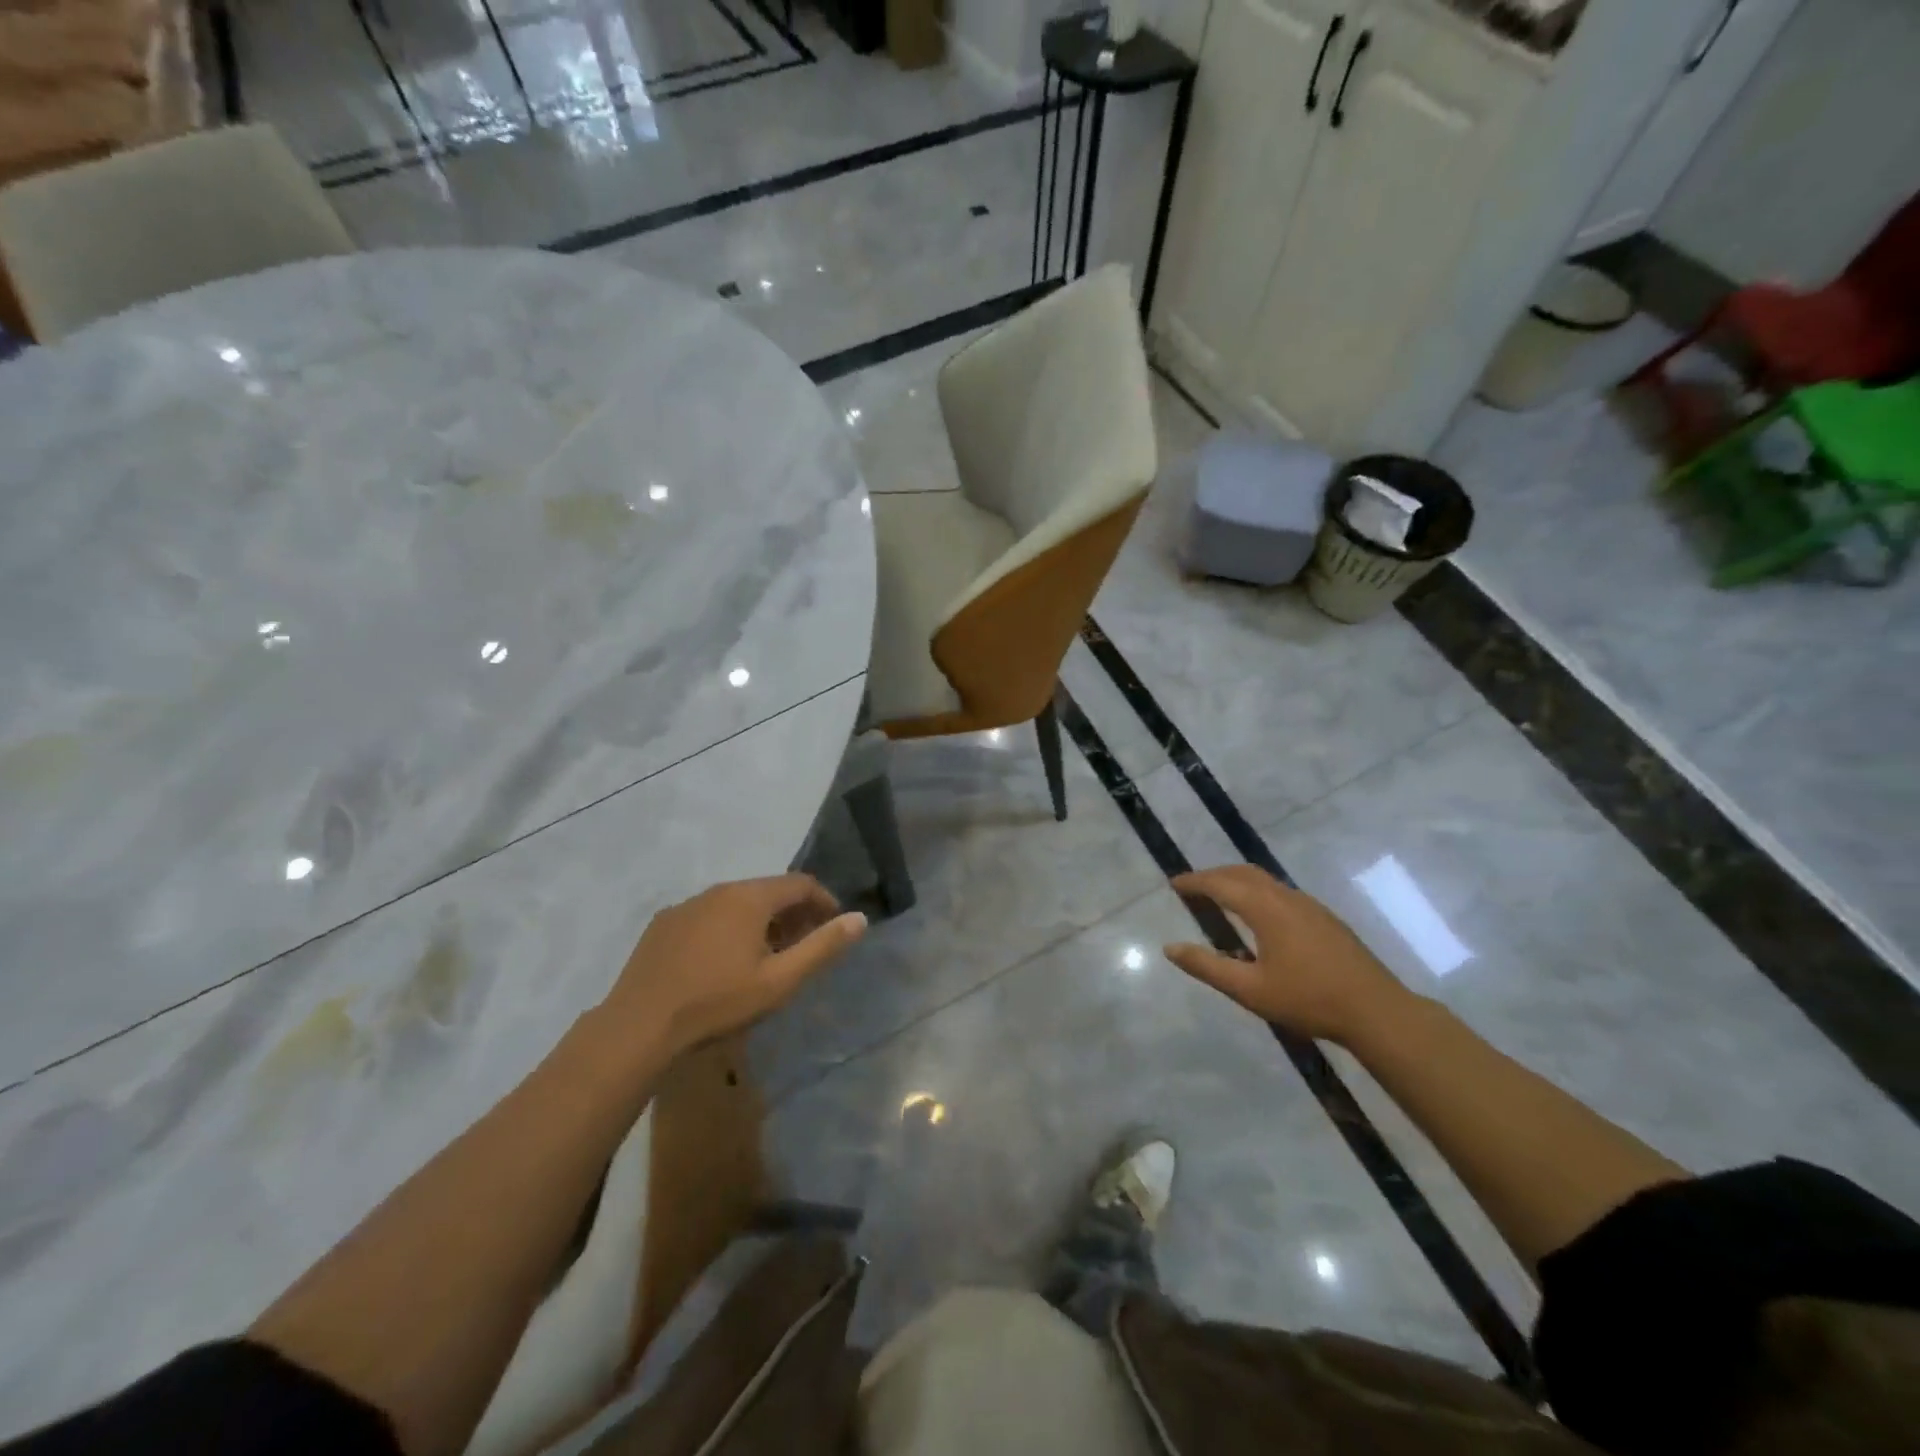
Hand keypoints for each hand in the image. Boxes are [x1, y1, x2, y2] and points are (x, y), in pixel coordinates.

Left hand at [605, 874, 866, 1058]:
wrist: (638, 1027)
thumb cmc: (718, 1002)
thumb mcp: (780, 980)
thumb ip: (823, 947)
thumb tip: (859, 919)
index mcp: (750, 897)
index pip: (801, 883)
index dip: (824, 901)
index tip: (834, 927)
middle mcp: (718, 890)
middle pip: (768, 890)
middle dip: (793, 912)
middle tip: (804, 945)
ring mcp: (686, 905)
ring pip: (736, 902)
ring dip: (760, 921)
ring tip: (767, 956)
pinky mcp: (662, 924)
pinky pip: (708, 916)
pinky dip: (727, 928)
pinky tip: (722, 962)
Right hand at [1164, 865, 1414, 1045]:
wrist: (1377, 1011)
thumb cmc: (1308, 999)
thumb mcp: (1250, 990)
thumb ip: (1207, 967)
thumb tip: (1170, 948)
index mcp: (1266, 909)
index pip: (1221, 883)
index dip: (1195, 881)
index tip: (1174, 884)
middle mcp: (1287, 897)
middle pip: (1244, 873)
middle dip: (1215, 875)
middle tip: (1193, 887)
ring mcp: (1310, 906)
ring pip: (1265, 880)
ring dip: (1237, 881)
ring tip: (1220, 897)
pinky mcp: (1325, 918)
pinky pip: (1281, 892)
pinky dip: (1257, 892)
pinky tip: (1258, 918)